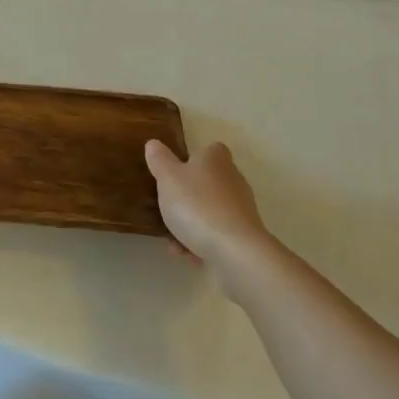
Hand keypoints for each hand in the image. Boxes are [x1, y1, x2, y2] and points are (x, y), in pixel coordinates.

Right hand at [145, 139, 282, 283]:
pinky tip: (188, 255)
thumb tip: (154, 143)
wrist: (234, 251)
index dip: (190, 160)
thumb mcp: (168, 178)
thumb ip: (159, 160)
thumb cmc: (197, 206)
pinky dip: (201, 243)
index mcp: (216, 159)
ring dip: (189, 226)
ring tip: (173, 243)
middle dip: (184, 199)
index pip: (207, 150)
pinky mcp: (244, 234)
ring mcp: (240, 208)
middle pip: (205, 183)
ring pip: (208, 212)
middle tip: (165, 211)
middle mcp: (232, 179)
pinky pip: (216, 234)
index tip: (173, 174)